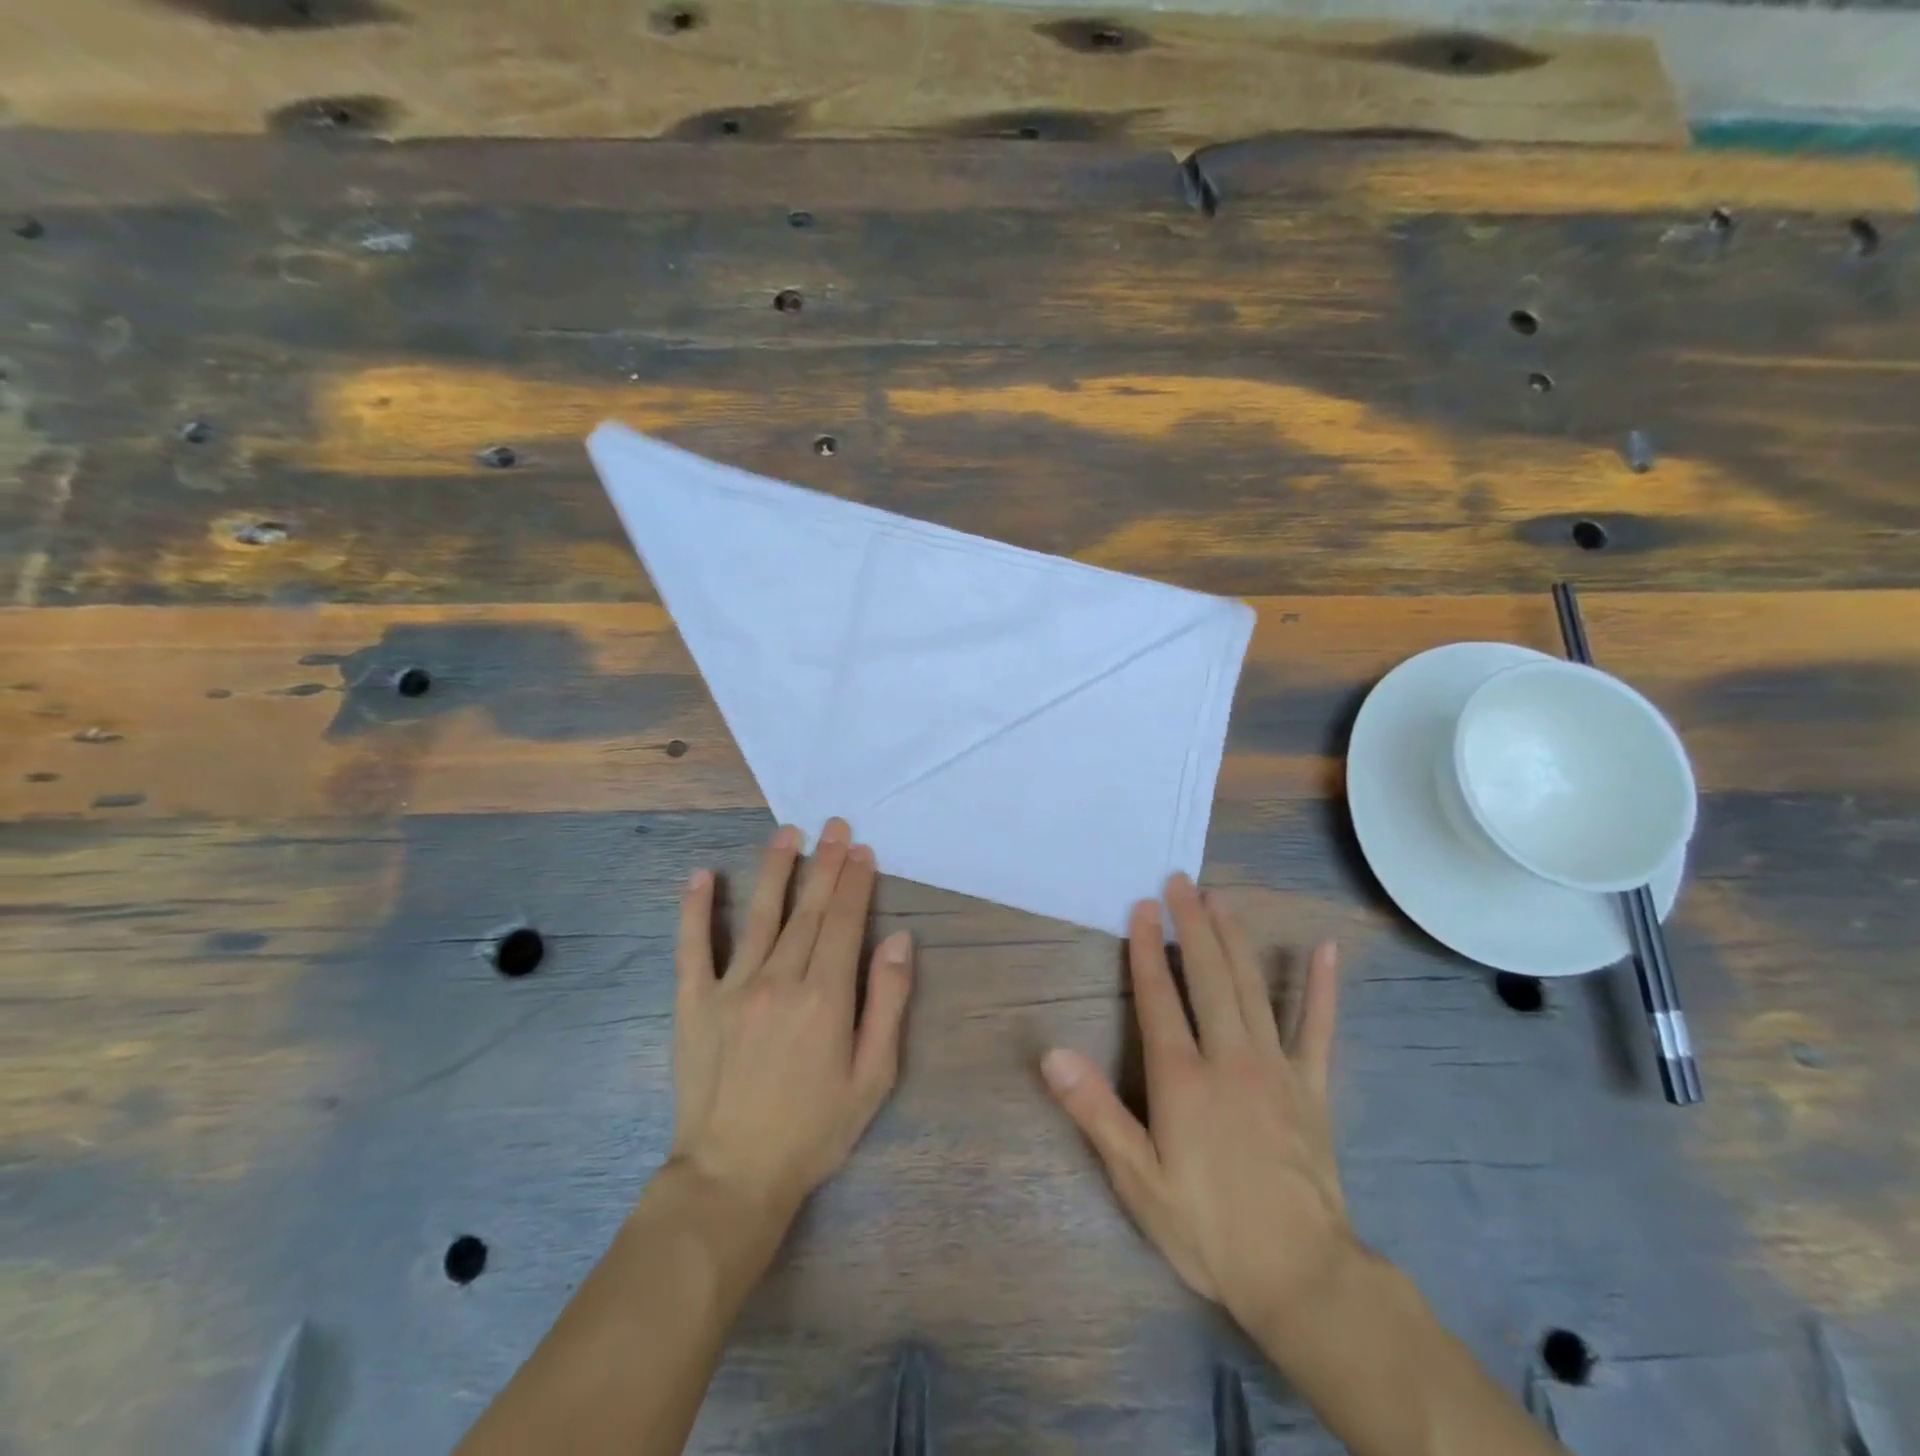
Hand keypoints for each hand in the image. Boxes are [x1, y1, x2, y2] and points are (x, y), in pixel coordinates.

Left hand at [670, 818, 912, 1224]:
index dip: (855, 883)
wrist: (733, 1177)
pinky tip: (700, 875)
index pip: (845, 922)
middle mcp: (780, 980)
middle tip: (835, 827)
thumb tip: (901, 940)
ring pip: (759, 916)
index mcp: (826, 997)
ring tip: (787, 834)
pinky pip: (693, 948)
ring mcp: (732, 988)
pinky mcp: (694, 1003)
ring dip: (775, 871)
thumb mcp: (873, 1077)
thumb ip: (889, 1003)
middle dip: (825, 864)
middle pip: (808, 910)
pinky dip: (695, 909)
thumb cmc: (814, 1130)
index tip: (862, 851)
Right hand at [1042, 873, 1348, 1341]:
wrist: (1302, 1277)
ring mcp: (1276, 1067)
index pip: (1158, 996)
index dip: (1147, 948)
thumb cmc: (1208, 1228)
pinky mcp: (1312, 1086)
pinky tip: (1326, 949)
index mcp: (1183, 1077)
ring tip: (1222, 900)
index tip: (1143, 907)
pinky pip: (1317, 1028)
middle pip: (1207, 976)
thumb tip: (1051, 1054)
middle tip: (1182, 882)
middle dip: (1192, 925)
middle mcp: (1229, 1057)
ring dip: (1235, 939)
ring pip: (1252, 987)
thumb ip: (1096, 1112)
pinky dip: (1322, 987)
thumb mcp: (1138, 1180)